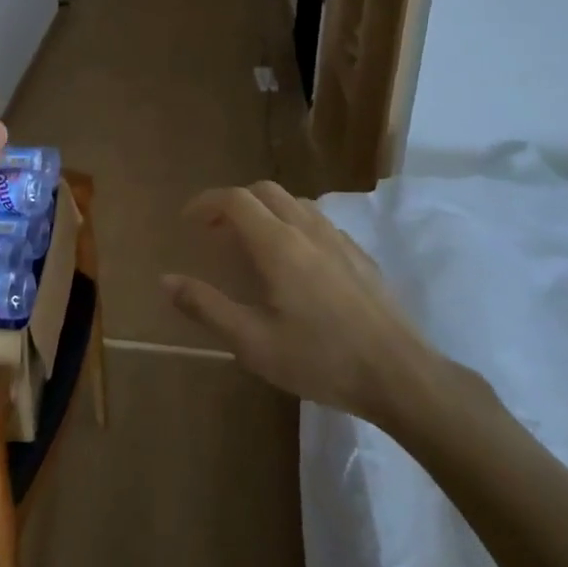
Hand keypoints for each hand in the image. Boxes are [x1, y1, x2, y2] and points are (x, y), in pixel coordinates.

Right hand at [163, 182, 450, 434]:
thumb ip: (207, 307)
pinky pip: (318, 221)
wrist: (400, 375)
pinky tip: (295, 262)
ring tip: (251, 243)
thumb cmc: (320, 359)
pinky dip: (292, 223)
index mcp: (278, 245)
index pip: (235, 199)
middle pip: (265, 191)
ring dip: (265, 210)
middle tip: (215, 232)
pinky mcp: (360, 255)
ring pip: (294, 202)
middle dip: (234, 202)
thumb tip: (167, 280)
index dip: (206, 202)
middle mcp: (307, 229)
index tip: (188, 221)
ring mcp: (338, 239)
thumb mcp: (253, 343)